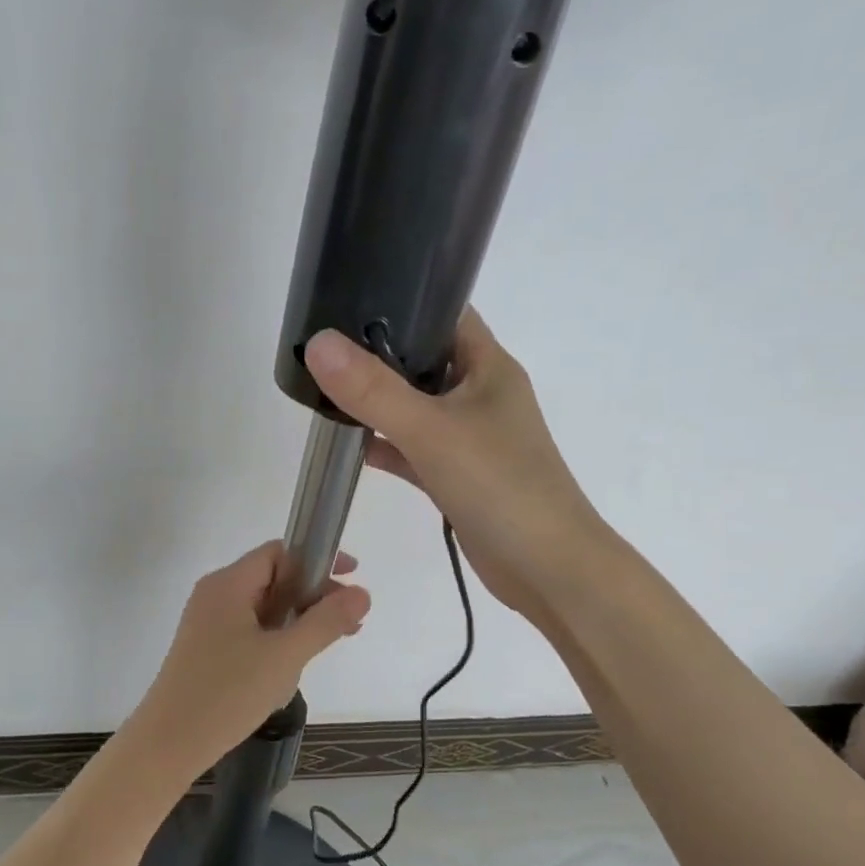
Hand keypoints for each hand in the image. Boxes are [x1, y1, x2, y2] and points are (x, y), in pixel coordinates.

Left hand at [124, 541, 369, 784]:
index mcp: (228, 584)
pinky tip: (293, 666)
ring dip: (298, 620)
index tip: (351, 579)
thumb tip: (362, 592)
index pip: (279, 553)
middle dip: (313, 596)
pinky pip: (250, 631)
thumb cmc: (227, 693)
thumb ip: (326, 622)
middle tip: (349, 622)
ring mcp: (208, 624)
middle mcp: (215, 595)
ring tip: (328, 644)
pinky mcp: (207, 650)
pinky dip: (278, 638)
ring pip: (263, 608)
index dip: (318, 560)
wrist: (169, 744)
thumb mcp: (285, 656)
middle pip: (273, 578)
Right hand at [304, 308, 605, 626]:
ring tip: (322, 389)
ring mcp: (470, 436)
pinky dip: (386, 445)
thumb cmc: (500, 486)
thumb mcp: (431, 431)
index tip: (345, 296)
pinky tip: (350, 445)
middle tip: (320, 345)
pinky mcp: (458, 475)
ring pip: (416, 406)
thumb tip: (317, 344)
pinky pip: (414, 449)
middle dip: (376, 353)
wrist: (547, 569)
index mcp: (488, 366)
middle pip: (423, 359)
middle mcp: (480, 393)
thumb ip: (373, 390)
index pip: (444, 312)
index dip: (401, 298)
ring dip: (378, 402)